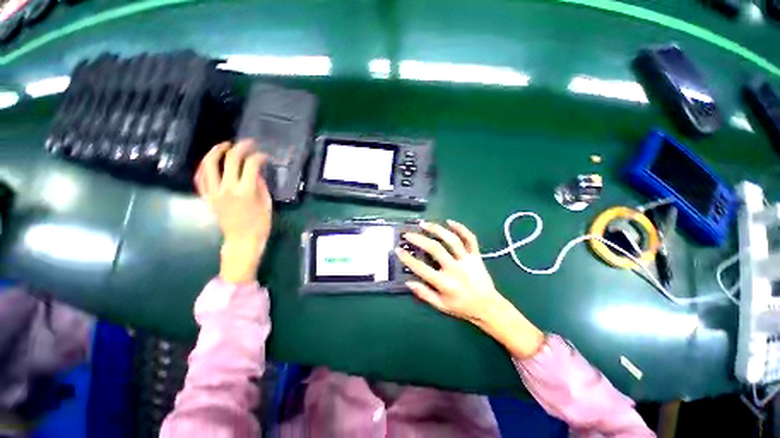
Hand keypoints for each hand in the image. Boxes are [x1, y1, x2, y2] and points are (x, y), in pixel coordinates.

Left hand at [195, 140, 271, 283]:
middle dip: (240, 148)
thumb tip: (256, 172)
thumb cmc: (260, 224)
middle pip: (230, 160)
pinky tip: (210, 161)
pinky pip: (200, 178)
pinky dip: (204, 166)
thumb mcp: (267, 204)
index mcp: (246, 191)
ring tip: (225, 145)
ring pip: (208, 165)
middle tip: (248, 143)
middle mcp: (227, 188)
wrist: (242, 240)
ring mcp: (214, 192)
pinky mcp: (207, 197)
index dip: (259, 157)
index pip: (251, 165)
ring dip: (216, 151)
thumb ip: (261, 185)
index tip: (265, 156)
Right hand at [396, 220, 544, 358]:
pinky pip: (470, 239)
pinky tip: (450, 222)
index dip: (408, 258)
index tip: (398, 249)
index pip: (422, 268)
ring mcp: (467, 260)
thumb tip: (408, 282)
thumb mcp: (441, 306)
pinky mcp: (476, 256)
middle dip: (419, 239)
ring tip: (425, 224)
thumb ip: (424, 294)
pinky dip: (461, 228)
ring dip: (437, 229)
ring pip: (452, 240)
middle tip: (408, 234)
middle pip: (435, 249)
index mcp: (445, 283)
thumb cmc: (462, 307)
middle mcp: (456, 269)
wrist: (489, 307)